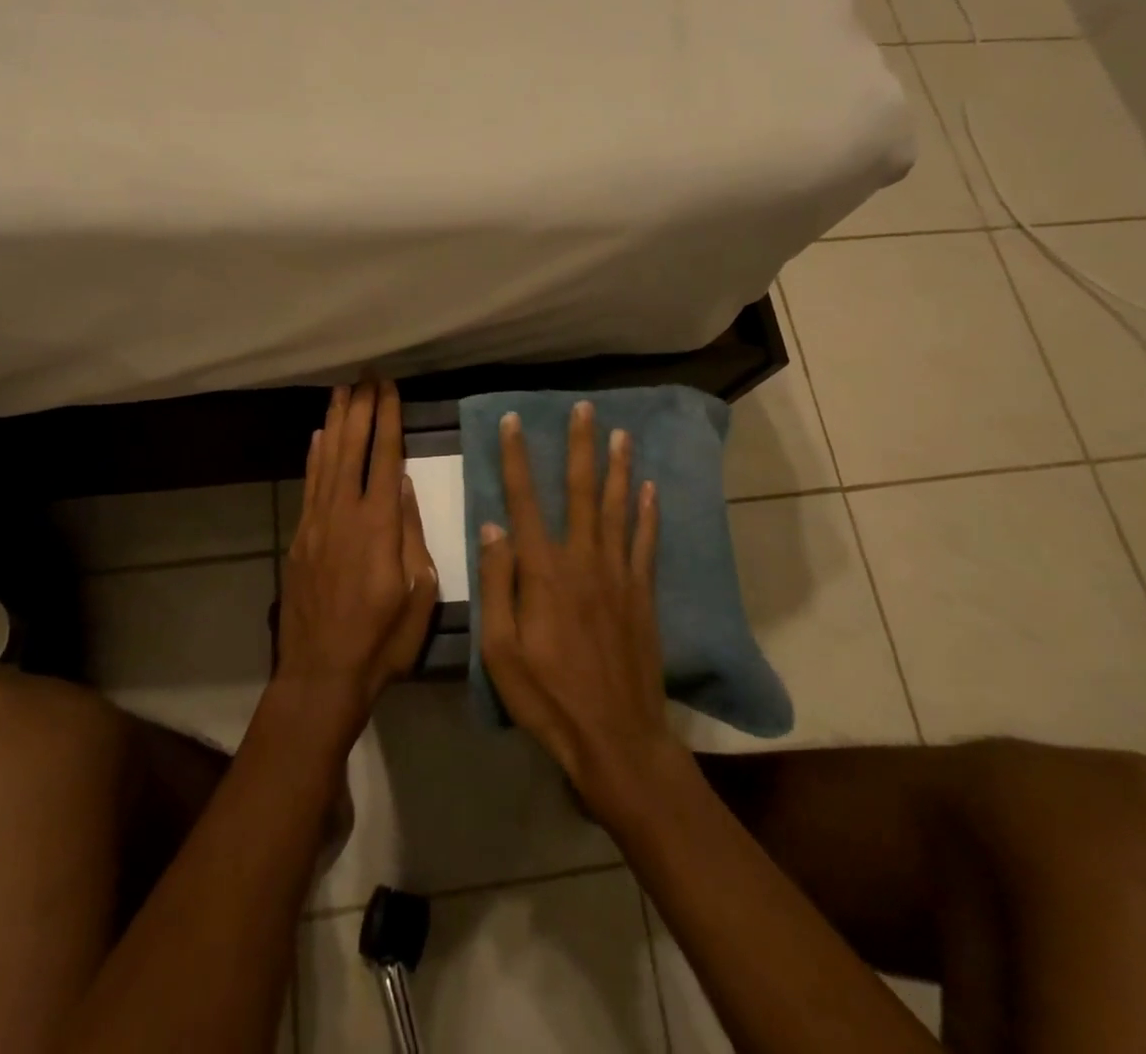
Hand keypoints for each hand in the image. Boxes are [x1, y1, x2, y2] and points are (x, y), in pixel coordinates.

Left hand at [275, 380, 437, 749]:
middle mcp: (344, 514)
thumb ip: (411, 532)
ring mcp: (317, 524)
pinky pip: (309, 486)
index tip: (390, 387)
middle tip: (366, 375)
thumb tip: (402, 483)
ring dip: (336, 422)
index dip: (388, 418)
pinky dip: (314, 458)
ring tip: (342, 391)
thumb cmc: (383, 640)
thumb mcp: (418, 592)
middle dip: (361, 408)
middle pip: (352, 448)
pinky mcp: (300, 538)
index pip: (385, 456)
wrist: (322, 674)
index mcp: (379, 525)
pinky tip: (319, 437)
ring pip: (327, 460)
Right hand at [478, 401, 684, 822]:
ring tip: (621, 433)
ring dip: (619, 468)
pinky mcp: (642, 594)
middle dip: (580, 446)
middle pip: (581, 491)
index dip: (517, 458)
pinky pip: (646, 543)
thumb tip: (493, 527)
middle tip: (584, 408)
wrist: (616, 738)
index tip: (514, 422)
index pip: (525, 500)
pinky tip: (652, 489)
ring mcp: (618, 575)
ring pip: (619, 508)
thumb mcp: (500, 649)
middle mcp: (583, 559)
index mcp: (543, 571)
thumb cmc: (547, 697)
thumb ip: (497, 584)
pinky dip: (649, 513)